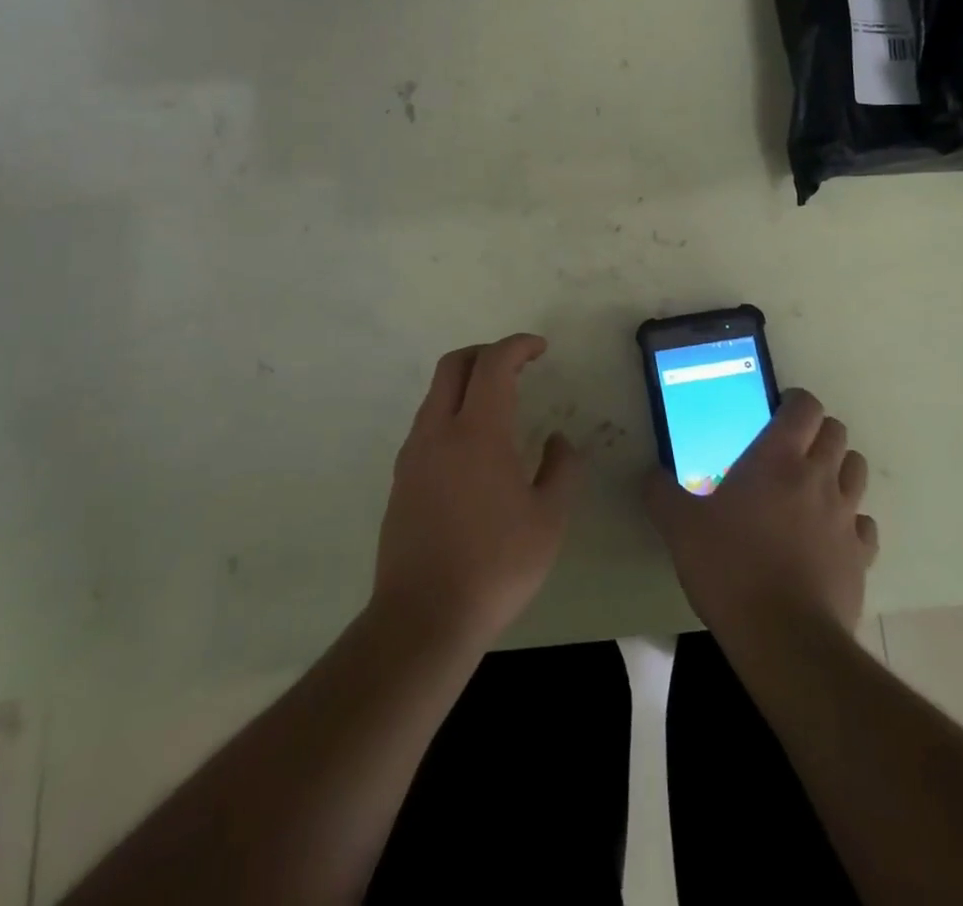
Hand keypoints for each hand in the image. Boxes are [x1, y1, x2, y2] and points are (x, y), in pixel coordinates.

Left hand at [373, 334, 582, 651]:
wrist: (423, 616)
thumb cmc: (495, 565)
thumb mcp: (549, 520)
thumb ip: (561, 470)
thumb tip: (557, 441)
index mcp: (478, 431)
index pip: (494, 363)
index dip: (518, 345)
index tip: (540, 348)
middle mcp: (439, 430)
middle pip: (454, 364)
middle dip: (486, 353)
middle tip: (516, 364)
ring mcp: (414, 453)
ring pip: (436, 393)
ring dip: (465, 382)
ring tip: (497, 403)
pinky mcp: (401, 478)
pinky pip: (427, 424)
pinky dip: (451, 412)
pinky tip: (472, 446)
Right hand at [646, 388, 877, 640]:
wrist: (784, 639)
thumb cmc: (729, 568)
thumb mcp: (679, 527)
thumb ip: (661, 493)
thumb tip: (649, 474)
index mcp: (778, 458)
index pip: (805, 406)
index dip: (794, 401)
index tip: (776, 411)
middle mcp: (819, 477)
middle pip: (836, 432)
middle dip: (816, 432)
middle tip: (789, 449)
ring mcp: (846, 516)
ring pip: (856, 470)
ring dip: (838, 468)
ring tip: (811, 486)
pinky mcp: (861, 556)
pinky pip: (864, 523)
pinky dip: (851, 520)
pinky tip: (828, 535)